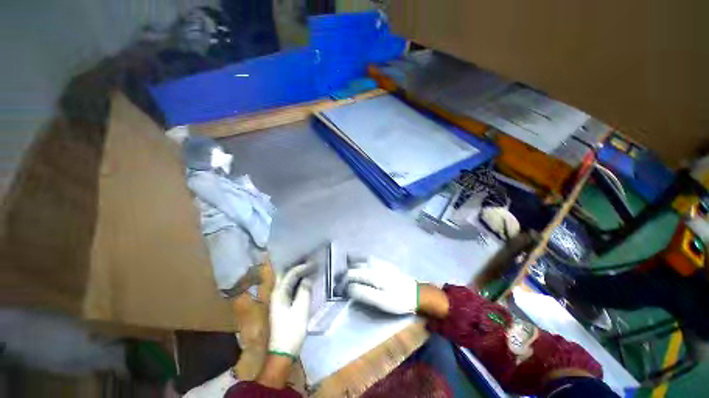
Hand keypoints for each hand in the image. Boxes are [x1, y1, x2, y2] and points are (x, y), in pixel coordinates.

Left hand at [268, 263, 314, 359]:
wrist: (283, 351)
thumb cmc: (292, 329)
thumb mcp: (301, 309)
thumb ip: (304, 290)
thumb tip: (308, 278)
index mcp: (278, 293)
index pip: (290, 274)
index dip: (301, 267)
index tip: (313, 263)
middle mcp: (276, 294)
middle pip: (285, 275)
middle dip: (295, 267)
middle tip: (308, 261)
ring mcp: (279, 300)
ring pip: (287, 281)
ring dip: (297, 274)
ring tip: (309, 268)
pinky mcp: (283, 306)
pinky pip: (290, 288)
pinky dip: (297, 282)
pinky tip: (305, 281)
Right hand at [343, 256, 418, 314]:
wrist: (416, 293)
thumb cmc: (398, 300)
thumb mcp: (380, 301)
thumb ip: (363, 293)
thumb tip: (348, 288)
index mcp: (372, 274)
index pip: (352, 274)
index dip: (343, 280)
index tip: (338, 288)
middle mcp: (374, 265)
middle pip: (356, 265)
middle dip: (346, 272)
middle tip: (340, 281)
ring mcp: (380, 263)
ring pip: (361, 259)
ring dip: (352, 264)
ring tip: (346, 271)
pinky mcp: (384, 264)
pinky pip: (368, 259)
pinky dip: (360, 261)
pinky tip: (360, 266)